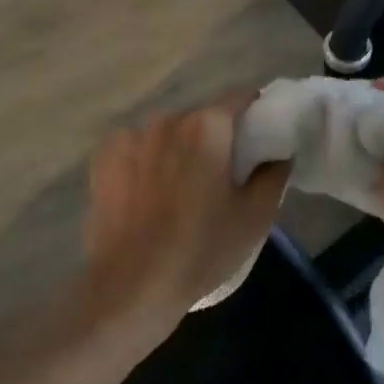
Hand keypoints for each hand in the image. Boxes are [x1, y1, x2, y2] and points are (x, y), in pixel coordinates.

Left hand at [81, 95, 288, 355]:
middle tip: (220, 173)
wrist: (131, 285)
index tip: (259, 137)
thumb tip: (279, 154)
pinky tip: (147, 193)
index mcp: (207, 126)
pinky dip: (145, 161)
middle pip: (200, 117)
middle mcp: (168, 120)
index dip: (254, 113)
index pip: (239, 99)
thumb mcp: (254, 217)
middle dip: (213, 137)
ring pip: (166, 133)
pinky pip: (135, 148)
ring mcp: (130, 137)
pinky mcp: (104, 158)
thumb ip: (273, 175)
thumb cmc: (201, 249)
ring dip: (177, 149)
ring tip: (179, 188)